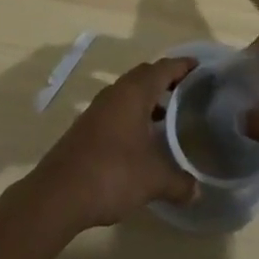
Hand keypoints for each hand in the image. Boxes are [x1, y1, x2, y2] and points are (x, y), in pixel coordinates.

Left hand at [28, 56, 197, 231]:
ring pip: (128, 92)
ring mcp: (98, 109)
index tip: (200, 67)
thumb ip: (179, 182)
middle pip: (144, 75)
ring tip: (169, 116)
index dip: (182, 66)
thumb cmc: (112, 173)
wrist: (59, 193)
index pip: (163, 68)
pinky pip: (117, 109)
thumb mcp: (153, 179)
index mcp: (134, 93)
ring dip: (148, 98)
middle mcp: (115, 93)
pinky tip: (142, 138)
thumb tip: (197, 191)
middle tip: (187, 90)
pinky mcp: (87, 126)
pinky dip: (134, 114)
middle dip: (166, 79)